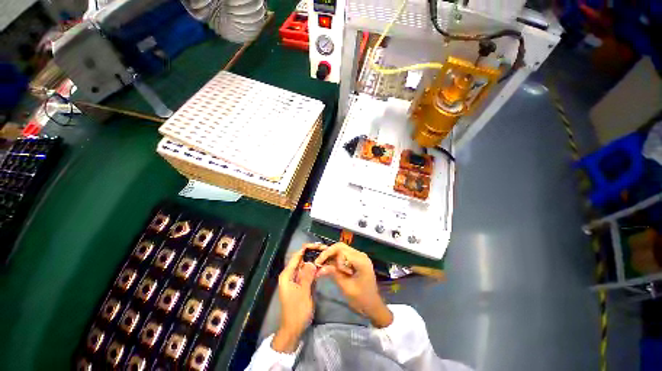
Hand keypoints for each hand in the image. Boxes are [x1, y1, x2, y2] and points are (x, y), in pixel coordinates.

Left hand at [272, 248, 316, 352]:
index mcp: (287, 274)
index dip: (306, 248)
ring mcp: (296, 279)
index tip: (318, 245)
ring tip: (325, 254)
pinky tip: (322, 265)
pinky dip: (314, 268)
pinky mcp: (301, 283)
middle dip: (312, 253)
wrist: (294, 328)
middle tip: (324, 249)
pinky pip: (308, 272)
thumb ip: (307, 276)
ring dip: (314, 259)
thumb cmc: (297, 311)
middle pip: (301, 259)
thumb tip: (312, 261)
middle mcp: (290, 274)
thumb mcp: (303, 292)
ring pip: (305, 265)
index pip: (297, 256)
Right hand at [315, 243, 392, 327]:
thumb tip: (319, 267)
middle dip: (328, 253)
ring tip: (322, 265)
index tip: (318, 264)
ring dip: (331, 256)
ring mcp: (359, 256)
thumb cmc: (361, 299)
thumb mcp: (346, 287)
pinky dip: (336, 259)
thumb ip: (334, 274)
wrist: (373, 305)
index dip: (327, 254)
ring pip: (341, 249)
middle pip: (340, 247)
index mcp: (360, 260)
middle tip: (318, 263)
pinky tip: (330, 265)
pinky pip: (344, 255)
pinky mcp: (357, 260)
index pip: (340, 250)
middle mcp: (360, 254)